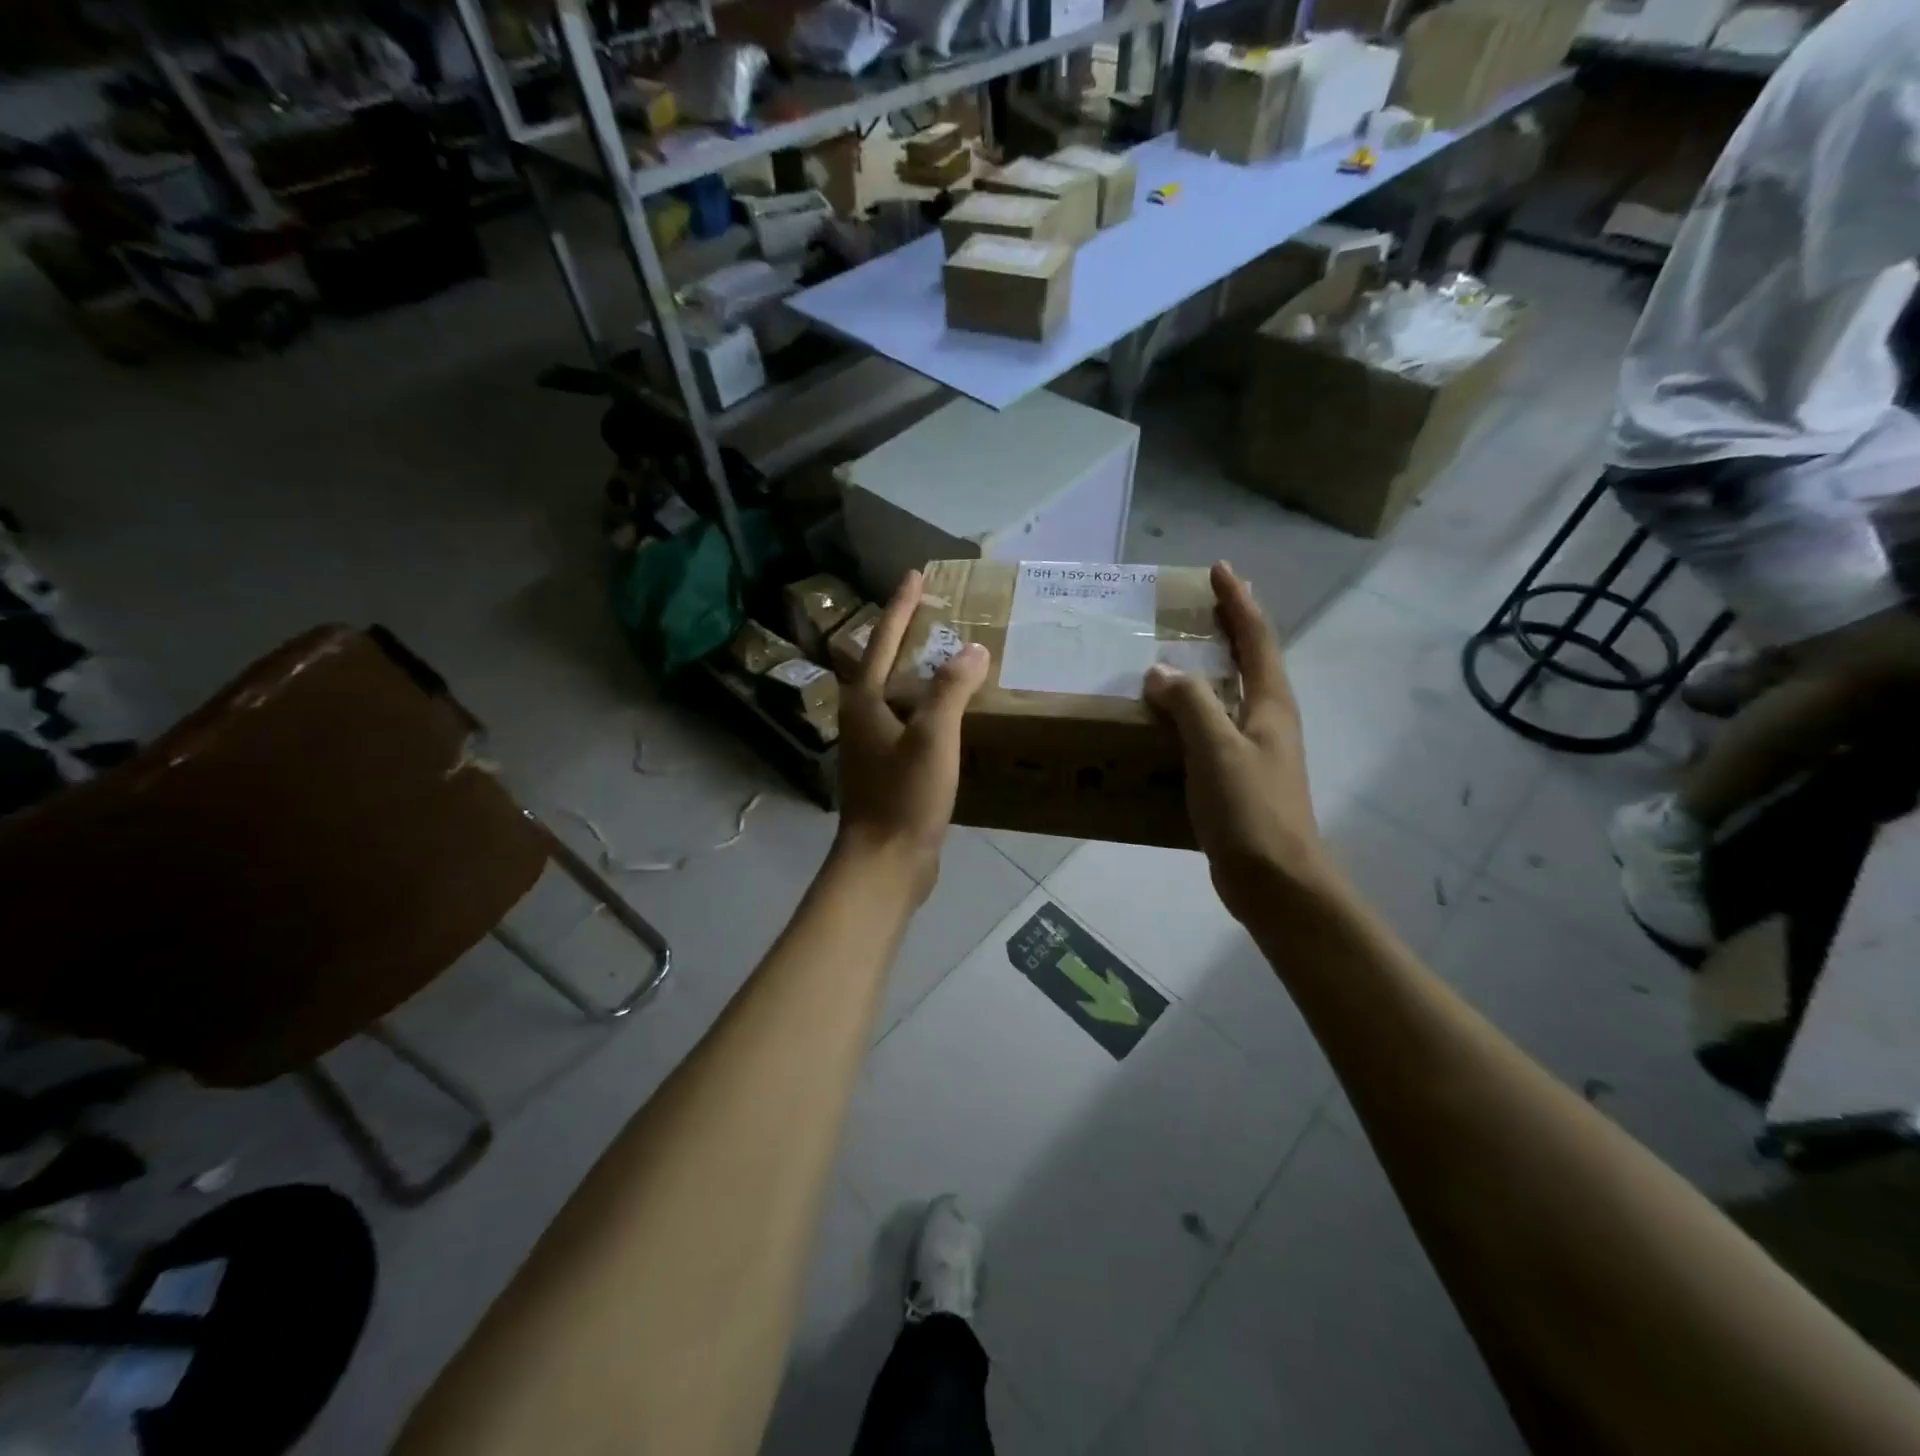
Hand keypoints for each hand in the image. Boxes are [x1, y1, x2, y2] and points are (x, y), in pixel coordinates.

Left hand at [835, 569, 990, 903]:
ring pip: (897, 695)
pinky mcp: (888, 769)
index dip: (901, 607)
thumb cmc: (904, 796)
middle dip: (907, 636)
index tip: (915, 575)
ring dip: (919, 672)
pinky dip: (929, 707)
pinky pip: (910, 723)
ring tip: (949, 656)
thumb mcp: (932, 737)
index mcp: (865, 701)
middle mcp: (862, 717)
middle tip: (936, 613)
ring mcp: (873, 746)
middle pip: (884, 664)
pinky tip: (953, 713)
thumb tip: (971, 649)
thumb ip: (951, 690)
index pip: (882, 640)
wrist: (886, 861)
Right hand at [1144, 562, 1335, 922]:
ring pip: (1231, 695)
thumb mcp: (1216, 749)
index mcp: (1270, 705)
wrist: (1275, 881)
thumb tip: (1159, 672)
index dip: (1238, 603)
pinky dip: (1193, 712)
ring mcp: (1256, 751)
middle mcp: (1267, 720)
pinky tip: (1167, 721)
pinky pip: (1213, 729)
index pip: (1256, 639)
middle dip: (1229, 628)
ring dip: (1209, 669)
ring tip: (1173, 656)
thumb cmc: (1250, 810)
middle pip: (1251, 661)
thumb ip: (1189, 704)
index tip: (1220, 570)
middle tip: (1197, 606)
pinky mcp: (1238, 779)